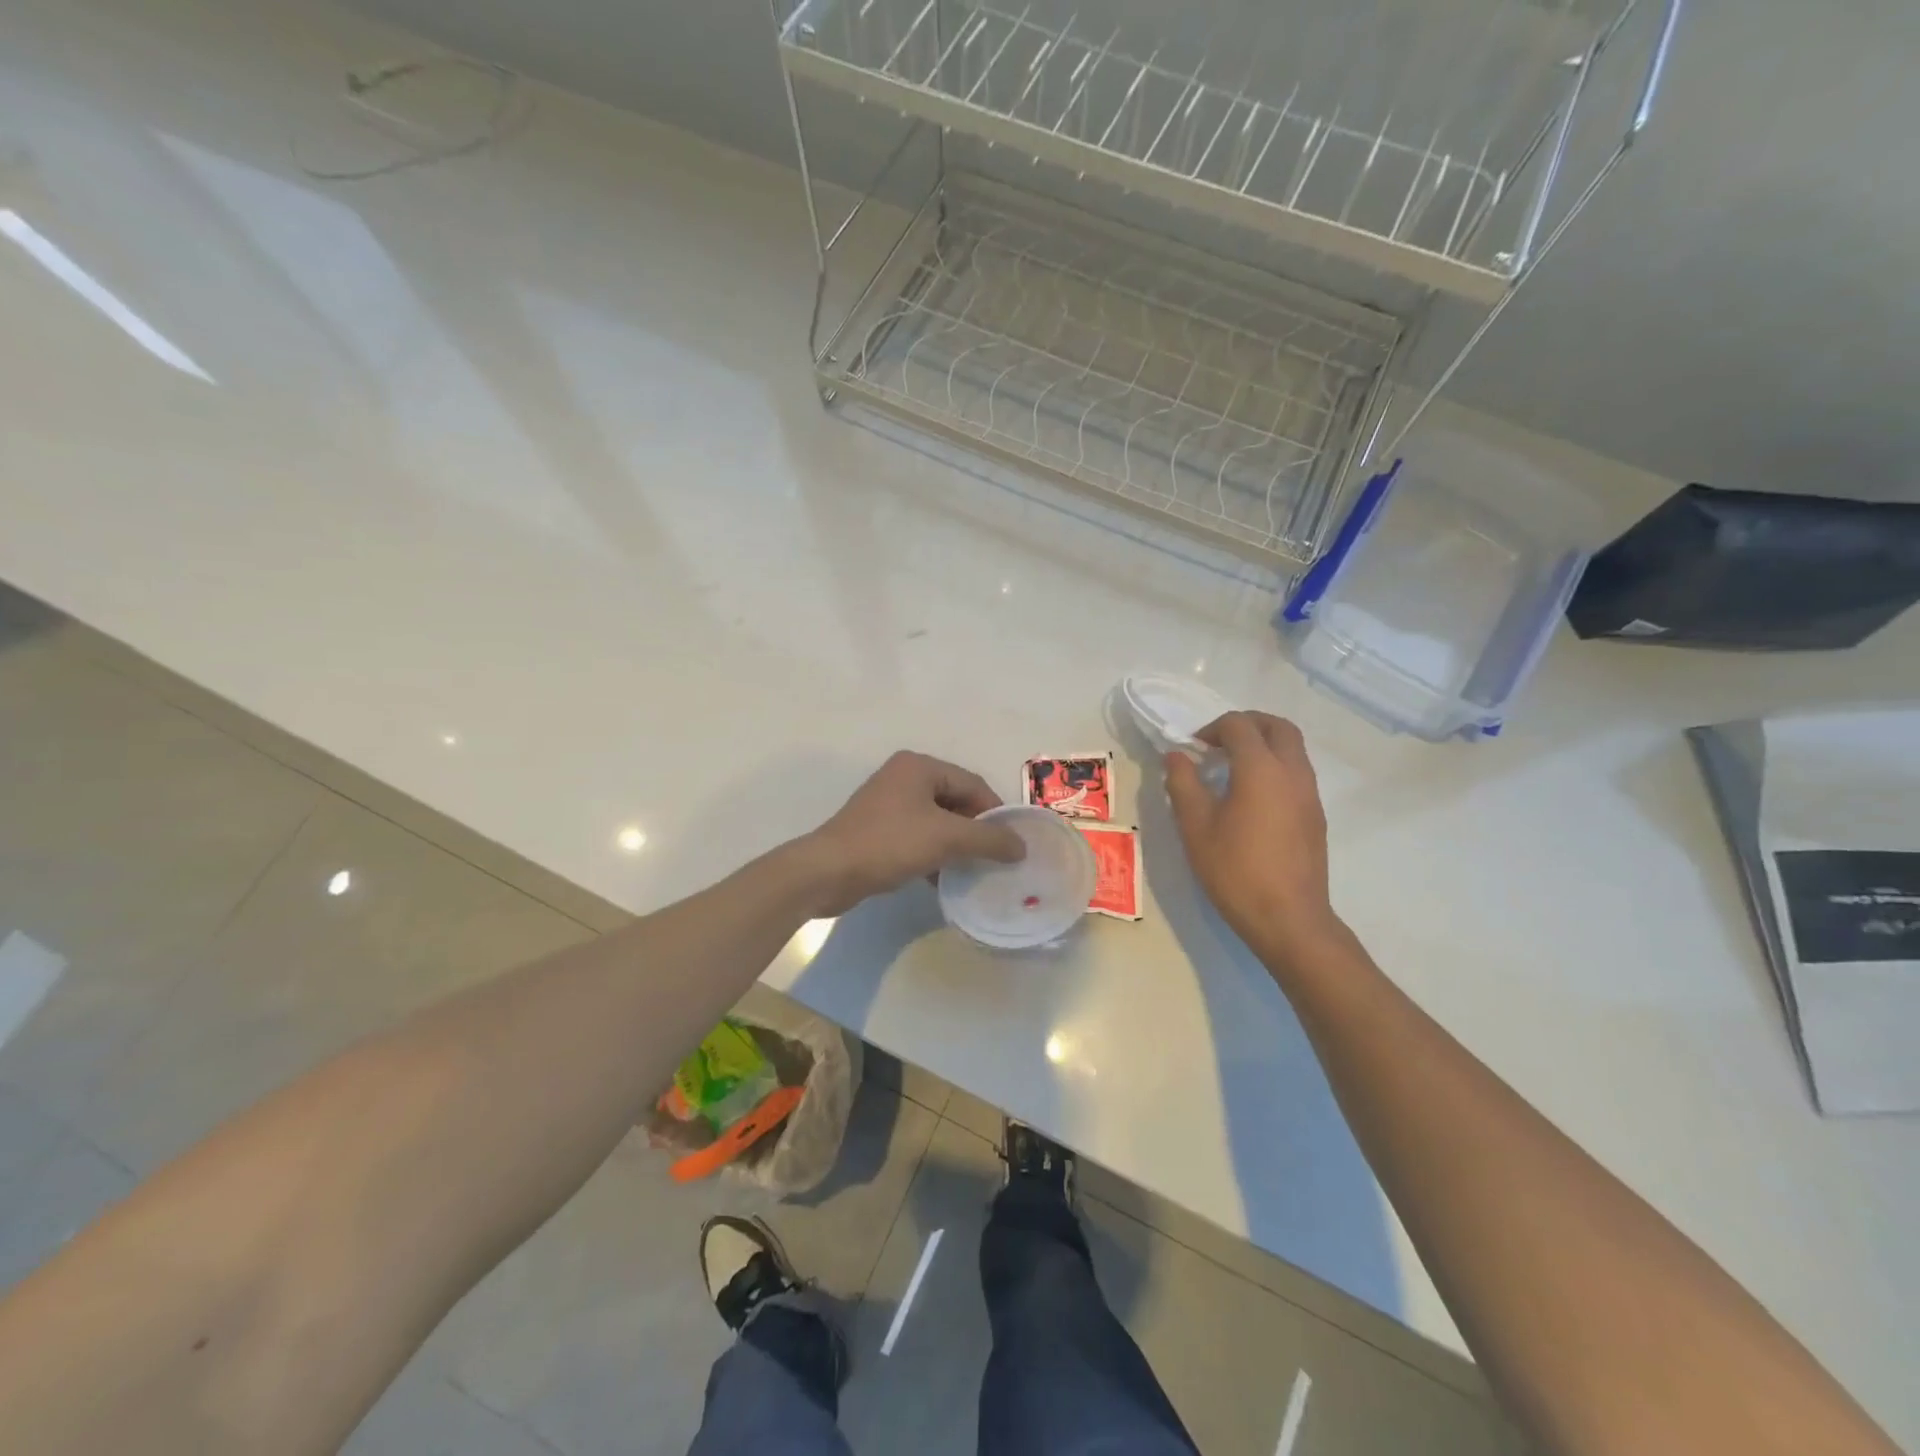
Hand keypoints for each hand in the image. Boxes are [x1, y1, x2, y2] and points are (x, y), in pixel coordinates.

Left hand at [802, 751, 1026, 915]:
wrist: (828, 872)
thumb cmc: (889, 844)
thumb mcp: (946, 838)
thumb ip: (988, 839)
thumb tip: (1021, 846)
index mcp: (919, 767)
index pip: (972, 783)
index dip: (996, 813)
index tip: (1011, 844)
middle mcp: (903, 777)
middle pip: (955, 801)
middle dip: (976, 831)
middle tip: (995, 859)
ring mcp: (888, 804)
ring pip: (937, 822)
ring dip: (956, 846)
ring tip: (973, 871)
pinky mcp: (878, 830)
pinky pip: (917, 837)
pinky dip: (934, 854)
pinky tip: (942, 880)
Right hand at [1165, 712, 1342, 965]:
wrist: (1289, 919)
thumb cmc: (1236, 870)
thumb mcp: (1195, 826)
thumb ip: (1183, 783)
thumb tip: (1176, 756)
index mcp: (1261, 769)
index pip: (1239, 726)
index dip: (1212, 728)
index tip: (1193, 749)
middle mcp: (1292, 772)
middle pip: (1277, 726)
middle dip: (1247, 724)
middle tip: (1218, 743)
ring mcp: (1310, 794)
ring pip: (1293, 748)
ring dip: (1263, 744)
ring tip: (1232, 769)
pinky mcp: (1316, 815)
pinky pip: (1297, 772)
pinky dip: (1275, 767)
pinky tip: (1251, 797)